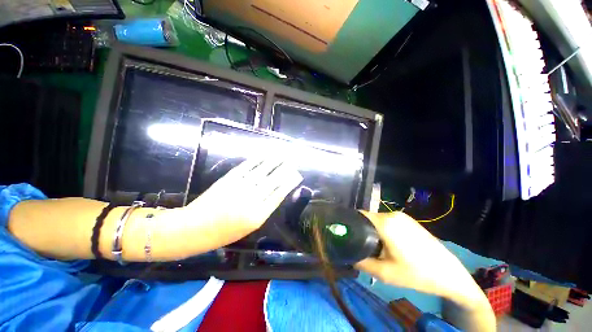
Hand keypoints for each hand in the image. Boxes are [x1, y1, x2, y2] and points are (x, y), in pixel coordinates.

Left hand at [156, 158, 302, 258]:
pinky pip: (247, 167)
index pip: (279, 194)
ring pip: (262, 171)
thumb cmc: (224, 233)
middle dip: (285, 170)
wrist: (195, 228)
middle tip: (293, 162)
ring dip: (274, 162)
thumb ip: (264, 209)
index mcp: (258, 216)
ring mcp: (240, 187)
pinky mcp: (229, 179)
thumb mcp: (249, 227)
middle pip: (273, 181)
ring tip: (283, 155)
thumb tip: (276, 193)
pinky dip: (257, 160)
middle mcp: (251, 200)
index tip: (296, 175)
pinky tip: (264, 156)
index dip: (289, 183)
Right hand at [355, 212, 488, 306]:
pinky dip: (382, 228)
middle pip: (368, 217)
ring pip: (377, 219)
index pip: (359, 215)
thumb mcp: (384, 273)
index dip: (350, 223)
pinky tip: (388, 243)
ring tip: (374, 245)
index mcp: (385, 223)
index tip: (346, 234)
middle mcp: (392, 214)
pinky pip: (387, 220)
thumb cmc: (416, 274)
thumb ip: (361, 262)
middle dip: (361, 228)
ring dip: (372, 229)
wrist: (449, 273)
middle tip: (360, 244)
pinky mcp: (408, 219)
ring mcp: (402, 216)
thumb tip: (347, 254)